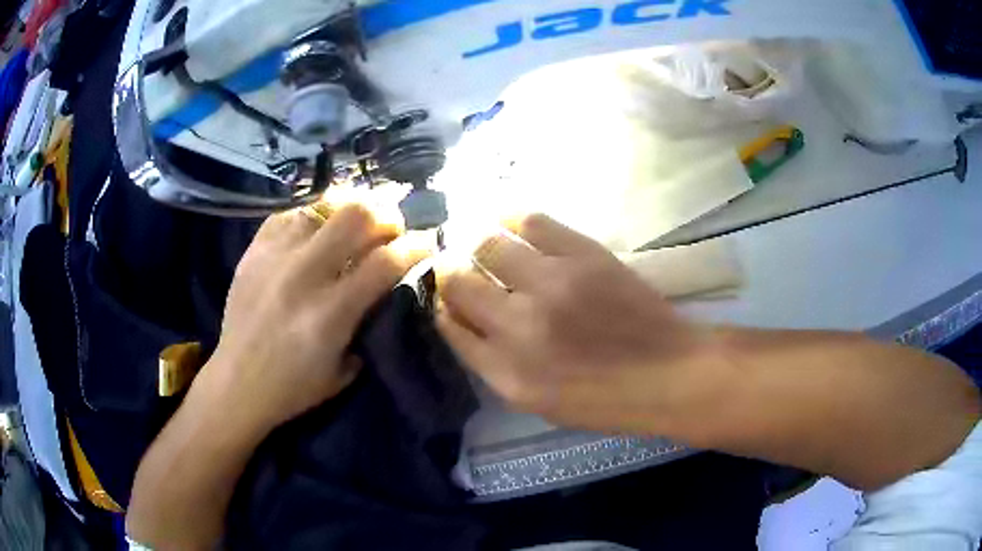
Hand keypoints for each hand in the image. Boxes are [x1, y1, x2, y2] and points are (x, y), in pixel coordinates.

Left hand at [202, 203, 430, 432]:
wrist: (236, 383)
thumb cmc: (294, 388)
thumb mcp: (344, 370)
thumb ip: (367, 323)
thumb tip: (384, 287)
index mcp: (330, 313)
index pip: (385, 261)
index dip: (415, 246)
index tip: (426, 242)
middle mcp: (303, 276)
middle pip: (355, 215)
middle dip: (385, 214)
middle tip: (391, 225)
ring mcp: (274, 258)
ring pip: (321, 206)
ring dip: (346, 212)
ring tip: (352, 224)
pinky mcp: (253, 251)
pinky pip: (289, 215)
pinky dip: (309, 219)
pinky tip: (314, 232)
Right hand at [435, 214, 731, 435]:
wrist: (668, 372)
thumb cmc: (604, 398)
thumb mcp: (536, 400)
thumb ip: (492, 362)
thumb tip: (459, 316)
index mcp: (507, 373)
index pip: (448, 325)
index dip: (442, 305)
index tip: (447, 296)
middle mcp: (519, 327)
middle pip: (458, 282)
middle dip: (449, 272)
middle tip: (458, 266)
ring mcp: (552, 285)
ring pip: (486, 245)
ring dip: (476, 244)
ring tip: (485, 245)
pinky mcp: (583, 255)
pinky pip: (529, 222)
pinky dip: (509, 218)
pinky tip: (506, 222)